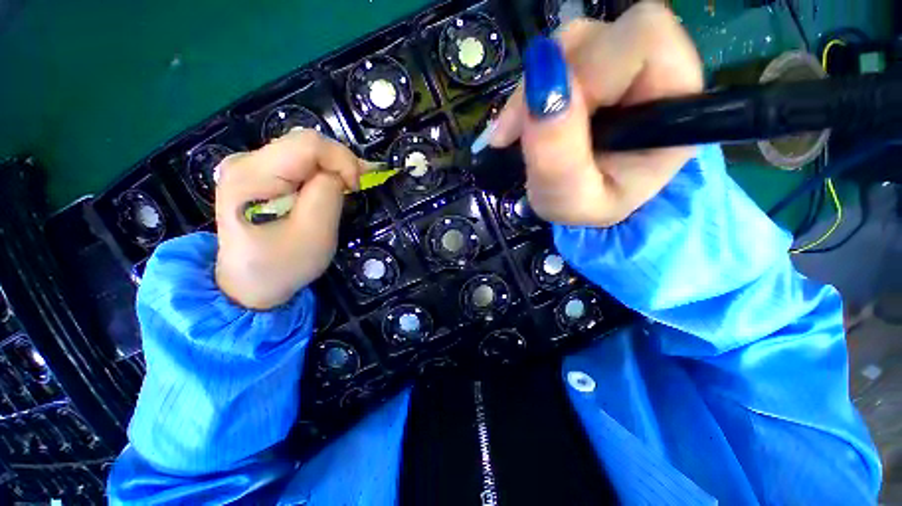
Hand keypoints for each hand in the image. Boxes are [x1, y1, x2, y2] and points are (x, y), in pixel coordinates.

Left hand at [214, 129, 363, 309]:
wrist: (250, 283)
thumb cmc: (283, 265)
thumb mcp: (315, 233)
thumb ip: (328, 193)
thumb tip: (339, 172)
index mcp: (252, 175)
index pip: (308, 144)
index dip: (342, 160)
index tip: (355, 188)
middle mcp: (244, 161)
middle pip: (305, 144)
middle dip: (338, 164)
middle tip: (353, 190)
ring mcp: (248, 166)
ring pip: (304, 151)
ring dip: (331, 170)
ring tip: (343, 192)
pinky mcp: (258, 174)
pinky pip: (298, 162)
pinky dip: (320, 174)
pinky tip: (327, 191)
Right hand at [491, 3, 703, 226]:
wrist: (582, 203)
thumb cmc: (585, 207)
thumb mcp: (570, 200)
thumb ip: (557, 155)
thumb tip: (541, 84)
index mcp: (674, 105)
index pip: (643, 40)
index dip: (587, 73)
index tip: (543, 123)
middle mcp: (657, 70)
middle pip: (603, 33)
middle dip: (551, 83)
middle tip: (521, 131)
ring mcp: (622, 61)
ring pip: (573, 40)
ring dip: (536, 87)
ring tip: (524, 132)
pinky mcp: (594, 63)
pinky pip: (556, 54)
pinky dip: (532, 88)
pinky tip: (528, 120)